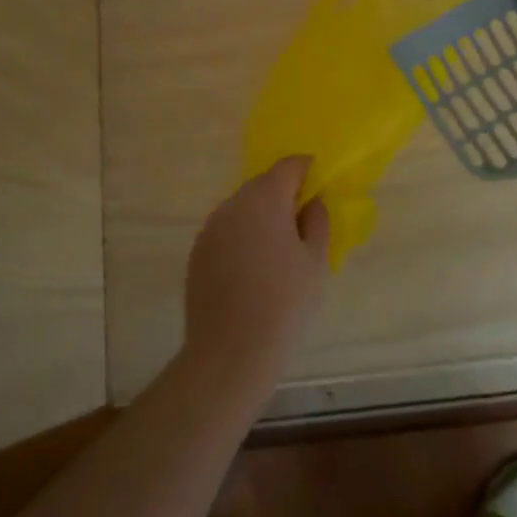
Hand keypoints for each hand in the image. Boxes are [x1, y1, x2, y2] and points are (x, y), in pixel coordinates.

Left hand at [183, 156, 329, 388]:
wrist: (230, 351)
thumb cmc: (284, 303)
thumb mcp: (315, 261)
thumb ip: (317, 221)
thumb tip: (311, 201)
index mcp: (265, 199)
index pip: (289, 166)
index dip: (307, 171)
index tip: (319, 188)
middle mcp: (233, 204)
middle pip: (262, 185)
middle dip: (283, 195)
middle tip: (302, 223)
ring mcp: (210, 228)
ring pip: (242, 208)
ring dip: (260, 217)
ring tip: (277, 251)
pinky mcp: (197, 251)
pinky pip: (226, 231)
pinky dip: (242, 237)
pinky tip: (252, 270)